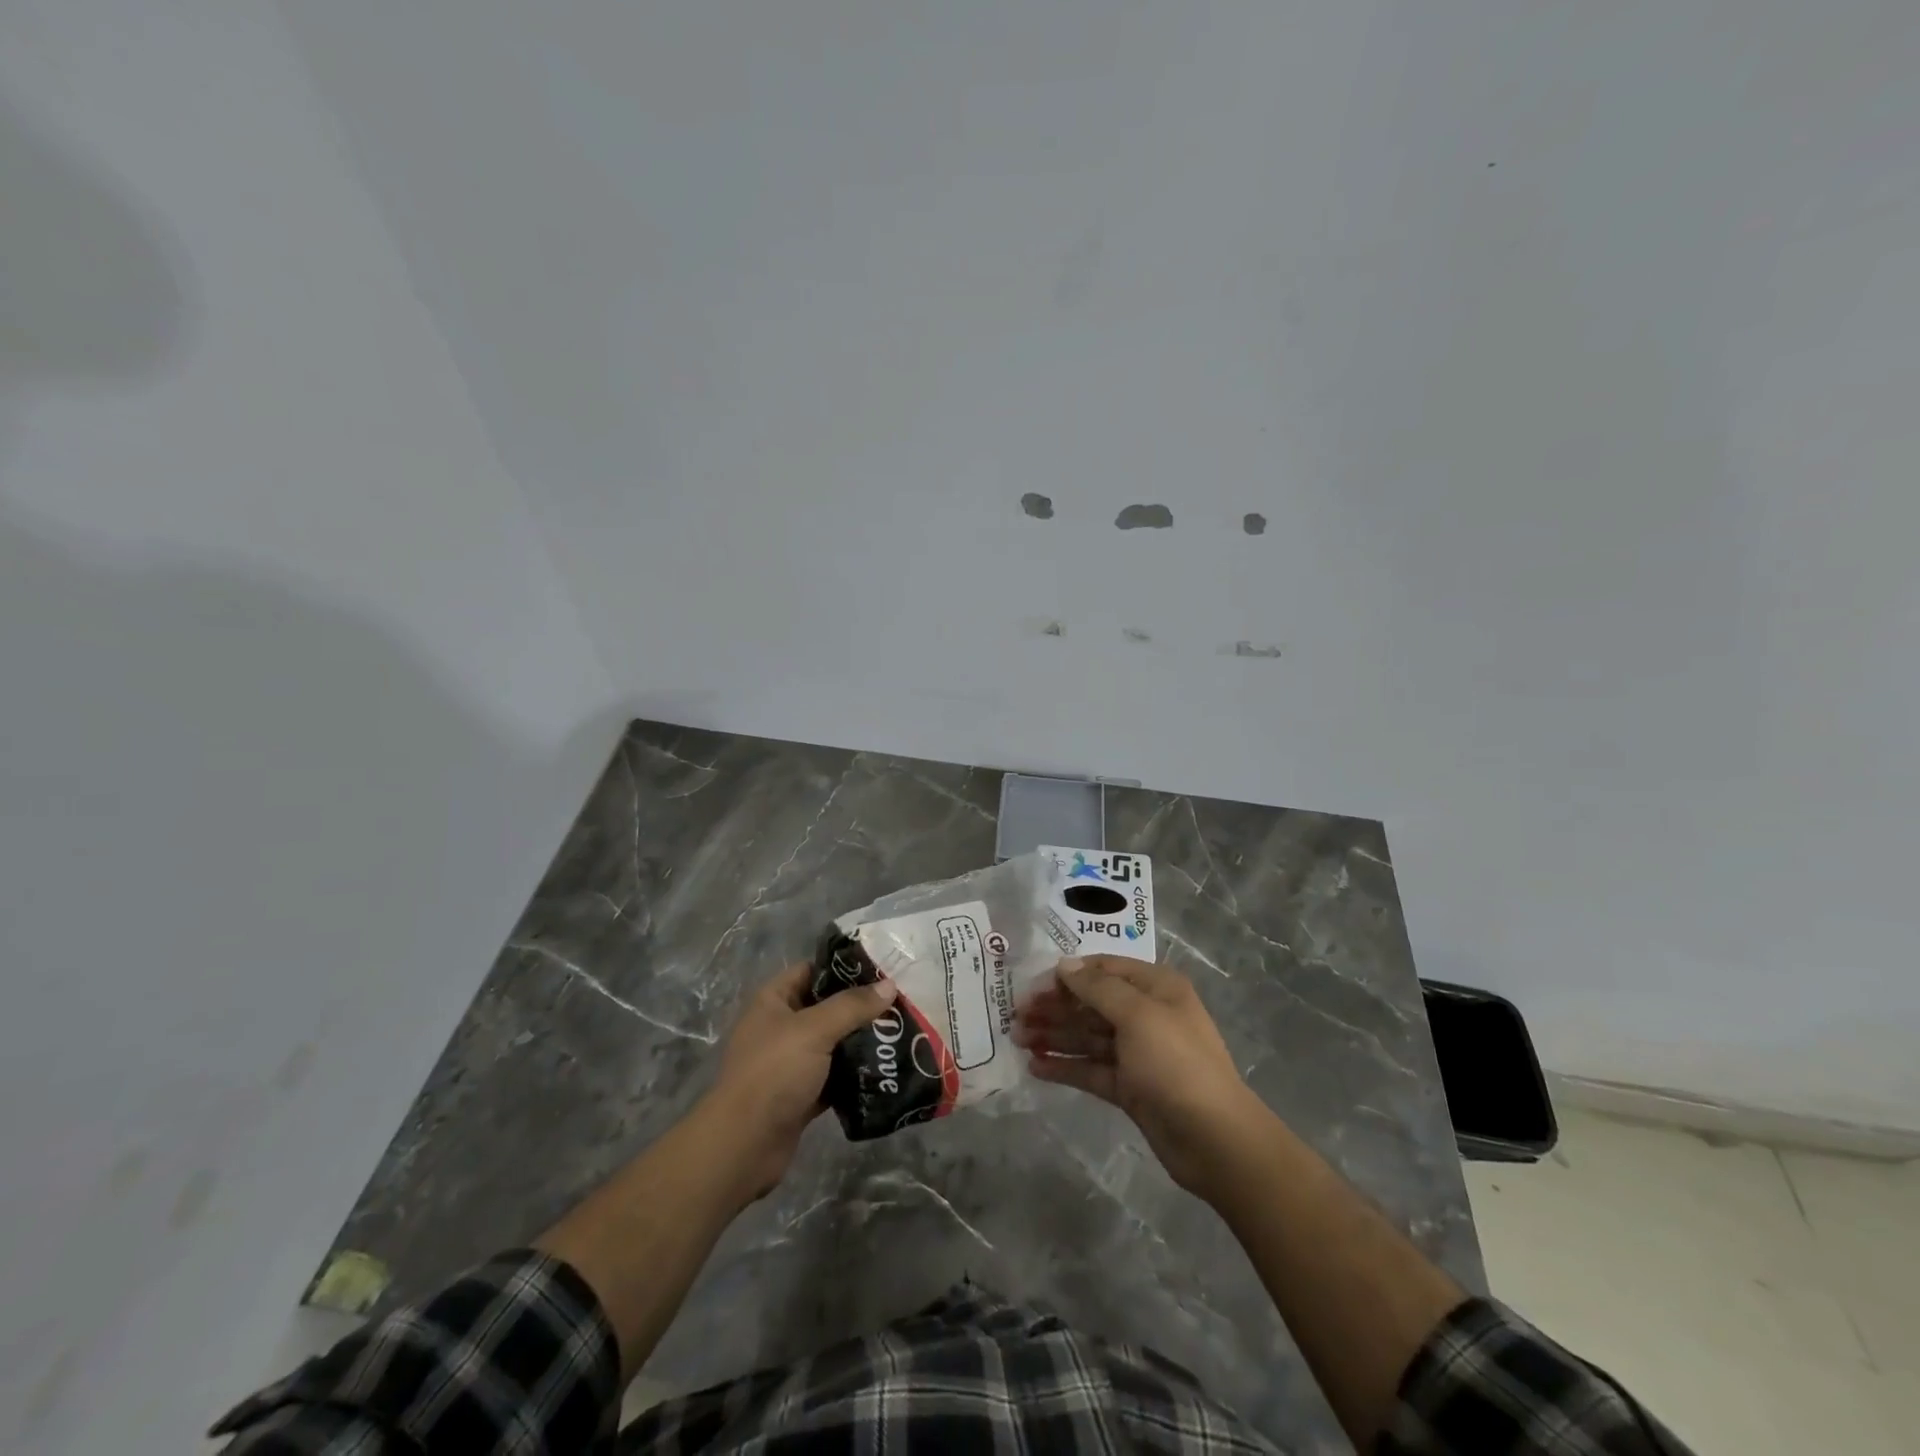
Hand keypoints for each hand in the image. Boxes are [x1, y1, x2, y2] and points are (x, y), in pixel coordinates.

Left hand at [702, 964, 896, 1200]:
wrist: (743, 1146)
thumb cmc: (774, 1073)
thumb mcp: (814, 1030)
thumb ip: (852, 1006)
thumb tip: (889, 985)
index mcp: (774, 1001)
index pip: (813, 970)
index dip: (845, 967)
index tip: (883, 968)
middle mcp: (781, 1027)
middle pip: (827, 1007)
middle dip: (860, 1006)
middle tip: (900, 1001)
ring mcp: (791, 1063)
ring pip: (833, 1043)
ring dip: (861, 1041)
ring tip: (901, 1032)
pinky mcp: (802, 1094)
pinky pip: (835, 1076)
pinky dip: (855, 1074)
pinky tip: (886, 1068)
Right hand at [1014, 954, 1268, 1199]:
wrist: (1215, 1140)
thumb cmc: (1176, 1063)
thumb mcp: (1137, 1016)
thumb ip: (1097, 988)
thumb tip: (1064, 966)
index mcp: (1156, 988)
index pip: (1103, 969)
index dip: (1067, 975)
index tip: (1032, 986)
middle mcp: (1146, 1014)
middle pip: (1092, 1003)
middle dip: (1055, 1007)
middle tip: (1015, 1015)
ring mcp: (1137, 1053)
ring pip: (1088, 1036)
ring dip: (1054, 1035)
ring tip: (1017, 1038)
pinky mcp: (1130, 1087)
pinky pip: (1091, 1068)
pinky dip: (1065, 1066)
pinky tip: (1035, 1066)